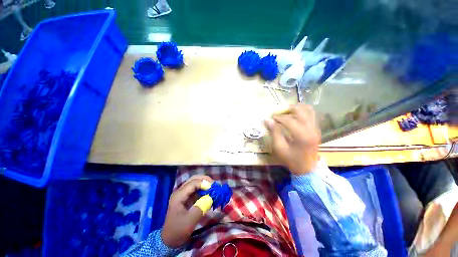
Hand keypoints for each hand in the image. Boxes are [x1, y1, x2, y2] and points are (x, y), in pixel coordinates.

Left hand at [161, 175, 212, 247]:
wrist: (169, 241)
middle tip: (215, 184)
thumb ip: (201, 207)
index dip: (204, 183)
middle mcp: (180, 192)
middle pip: (194, 180)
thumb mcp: (190, 221)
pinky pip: (196, 191)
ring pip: (195, 184)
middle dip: (205, 180)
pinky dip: (204, 190)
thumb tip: (211, 197)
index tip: (214, 188)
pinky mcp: (187, 199)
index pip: (193, 183)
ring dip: (205, 184)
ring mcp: (183, 195)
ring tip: (213, 188)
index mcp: (179, 195)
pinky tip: (209, 194)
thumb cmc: (178, 231)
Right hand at [265, 104, 319, 174]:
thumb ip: (274, 133)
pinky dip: (302, 112)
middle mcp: (311, 129)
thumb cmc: (291, 159)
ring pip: (308, 110)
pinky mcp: (316, 129)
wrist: (307, 169)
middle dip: (288, 109)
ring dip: (297, 108)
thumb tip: (268, 120)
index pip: (289, 120)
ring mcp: (316, 128)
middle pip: (301, 110)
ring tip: (287, 112)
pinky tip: (294, 116)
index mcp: (302, 136)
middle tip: (279, 112)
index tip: (271, 118)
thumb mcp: (279, 148)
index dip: (278, 117)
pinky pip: (311, 115)